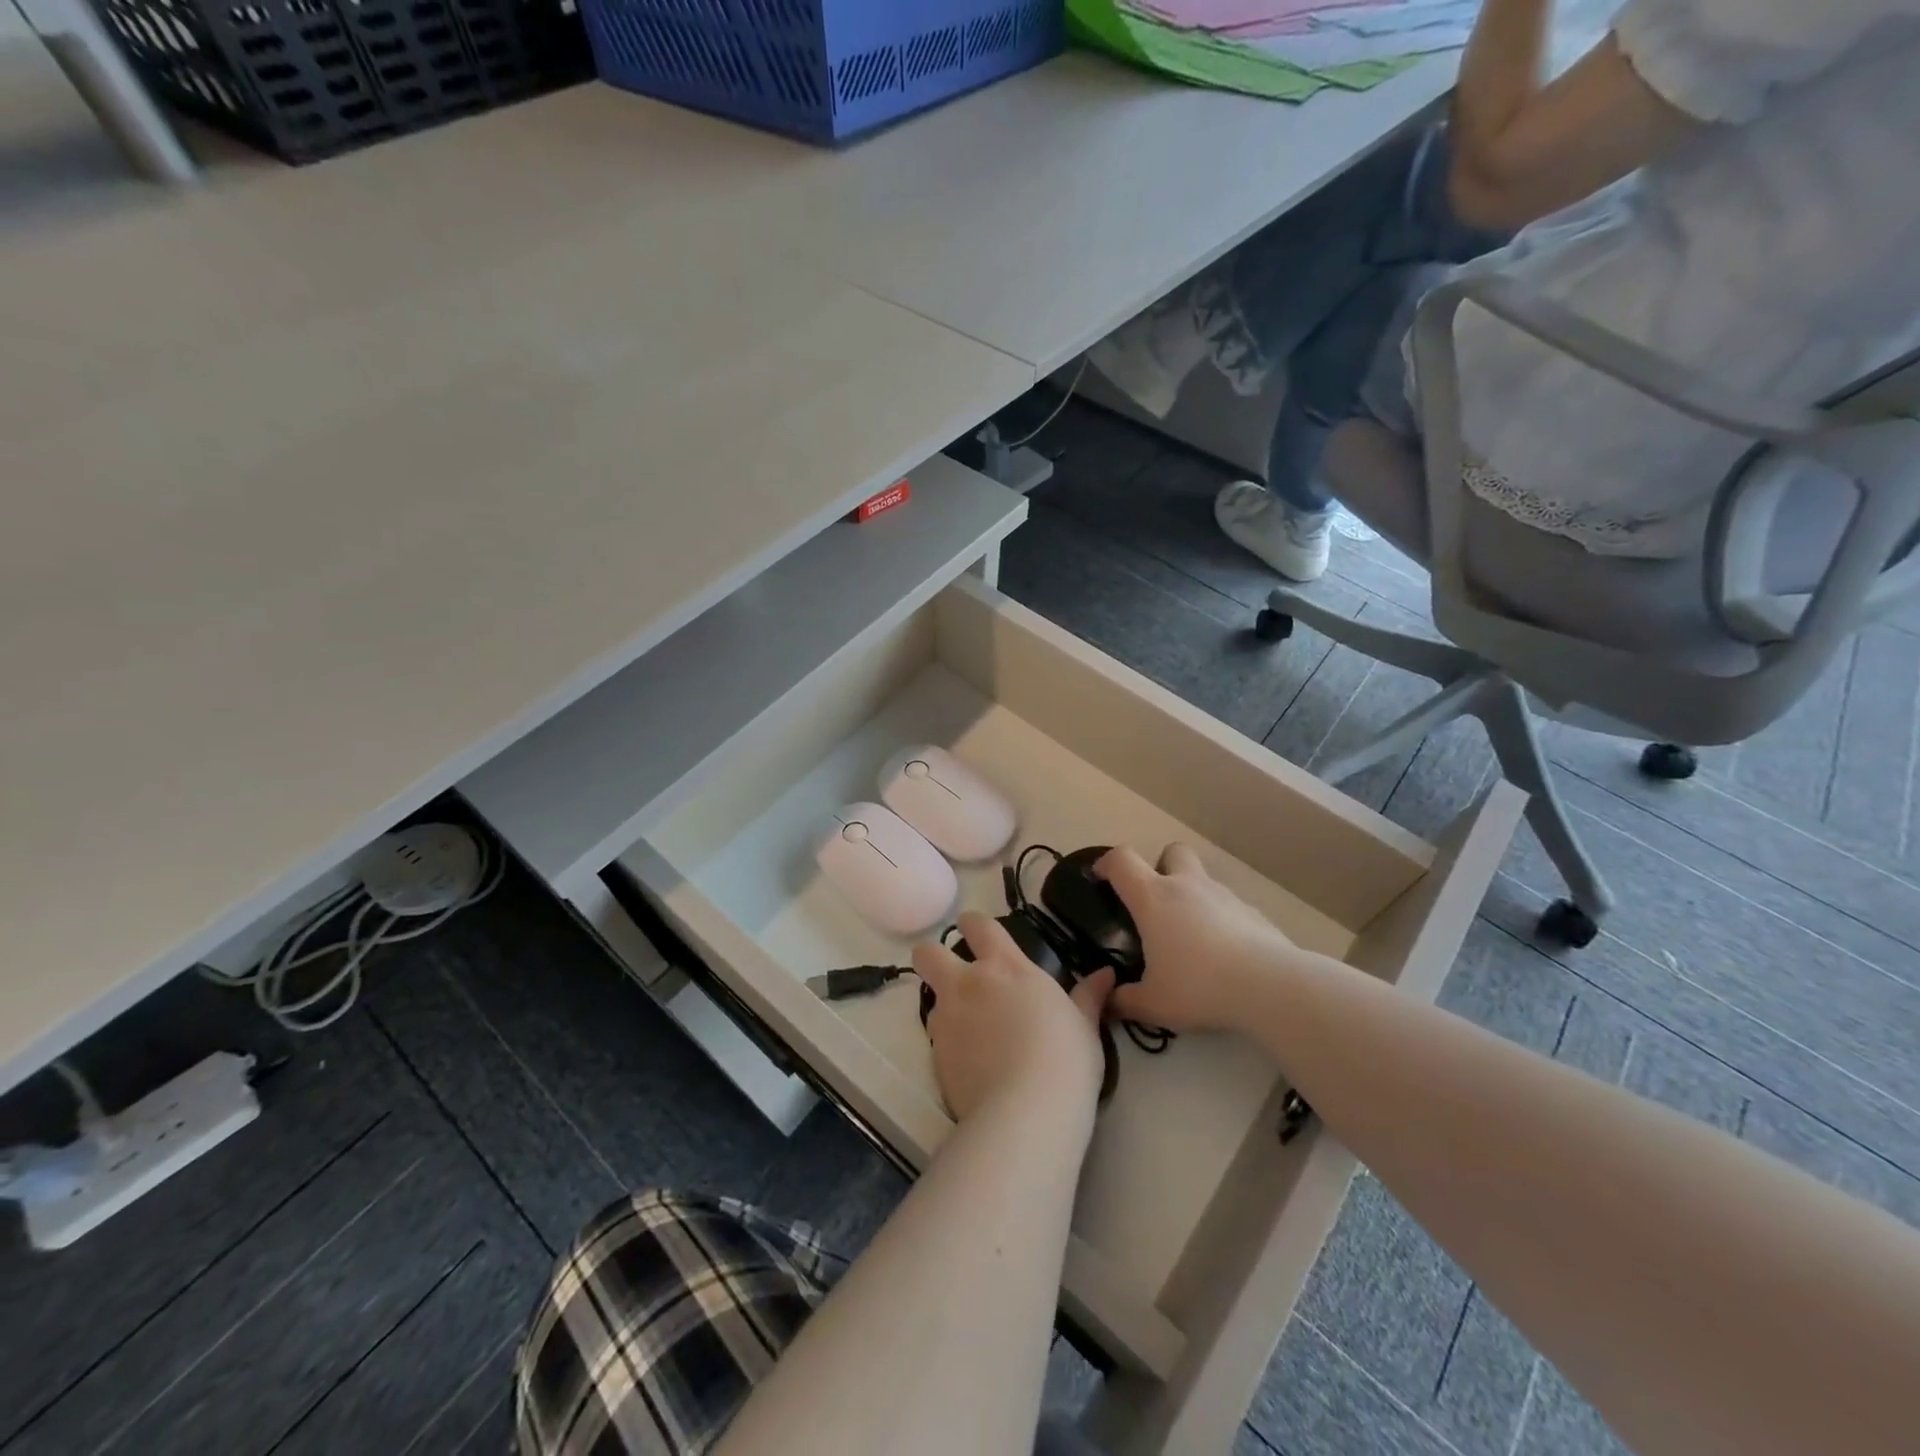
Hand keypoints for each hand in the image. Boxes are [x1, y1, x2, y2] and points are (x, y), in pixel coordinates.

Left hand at [912, 912, 1113, 1122]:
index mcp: (1006, 967)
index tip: (976, 932)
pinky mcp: (934, 1055)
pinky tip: (971, 1063)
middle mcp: (968, 983)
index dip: (973, 924)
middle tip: (953, 974)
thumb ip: (1088, 997)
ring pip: (930, 997)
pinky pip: (936, 1037)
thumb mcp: (1084, 1027)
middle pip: (928, 953)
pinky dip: (949, 1043)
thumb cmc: (1065, 1061)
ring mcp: (947, 1018)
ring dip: (946, 1005)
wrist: (1026, 1114)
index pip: (978, 925)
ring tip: (971, 1031)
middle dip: (934, 957)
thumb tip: (1106, 974)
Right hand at [1096, 844, 1296, 1034]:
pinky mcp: (1254, 913)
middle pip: (1172, 851)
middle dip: (1162, 866)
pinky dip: (1222, 921)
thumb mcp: (1152, 1004)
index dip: (1107, 863)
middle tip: (1157, 902)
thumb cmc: (1199, 986)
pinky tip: (1226, 955)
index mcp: (1154, 898)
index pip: (1122, 860)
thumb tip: (1107, 1001)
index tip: (1101, 878)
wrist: (1270, 987)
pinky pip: (1230, 907)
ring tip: (1193, 939)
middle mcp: (1188, 886)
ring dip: (1193, 897)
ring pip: (1204, 879)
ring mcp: (1225, 896)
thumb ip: (1123, 1001)